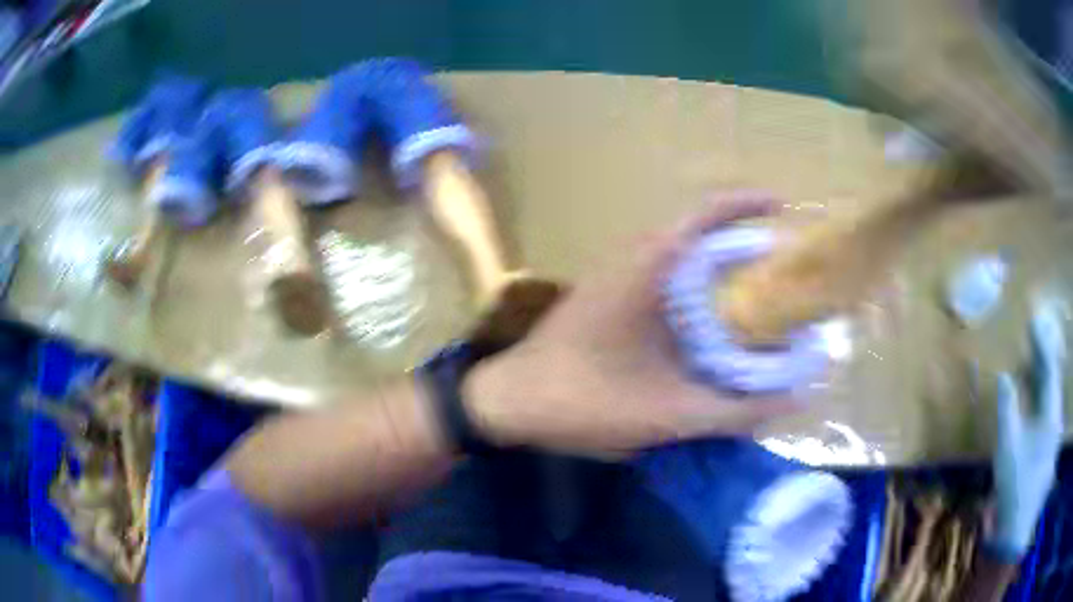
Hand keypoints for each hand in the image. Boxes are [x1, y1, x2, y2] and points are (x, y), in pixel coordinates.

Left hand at [464, 190, 800, 458]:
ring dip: (718, 266)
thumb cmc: (580, 401)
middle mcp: (631, 261)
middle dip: (743, 241)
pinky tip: (714, 323)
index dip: (745, 204)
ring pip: (680, 258)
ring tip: (760, 292)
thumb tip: (793, 401)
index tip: (782, 209)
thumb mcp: (666, 414)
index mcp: (645, 269)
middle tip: (783, 266)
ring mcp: (616, 278)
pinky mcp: (609, 299)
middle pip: (699, 234)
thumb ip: (733, 411)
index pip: (704, 215)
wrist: (507, 401)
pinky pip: (664, 280)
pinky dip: (697, 290)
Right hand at [992, 296, 1066, 552]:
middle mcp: (1057, 418)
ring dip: (1042, 380)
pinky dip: (1042, 400)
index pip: (1050, 368)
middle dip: (1043, 358)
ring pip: (1052, 397)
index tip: (1032, 322)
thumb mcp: (1008, 446)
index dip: (1041, 344)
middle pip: (1053, 380)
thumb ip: (1008, 408)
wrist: (1017, 530)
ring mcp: (1055, 435)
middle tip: (1032, 339)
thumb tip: (1004, 376)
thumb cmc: (1015, 485)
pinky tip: (1034, 401)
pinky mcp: (1050, 449)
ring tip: (1031, 365)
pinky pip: (1049, 413)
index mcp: (1051, 413)